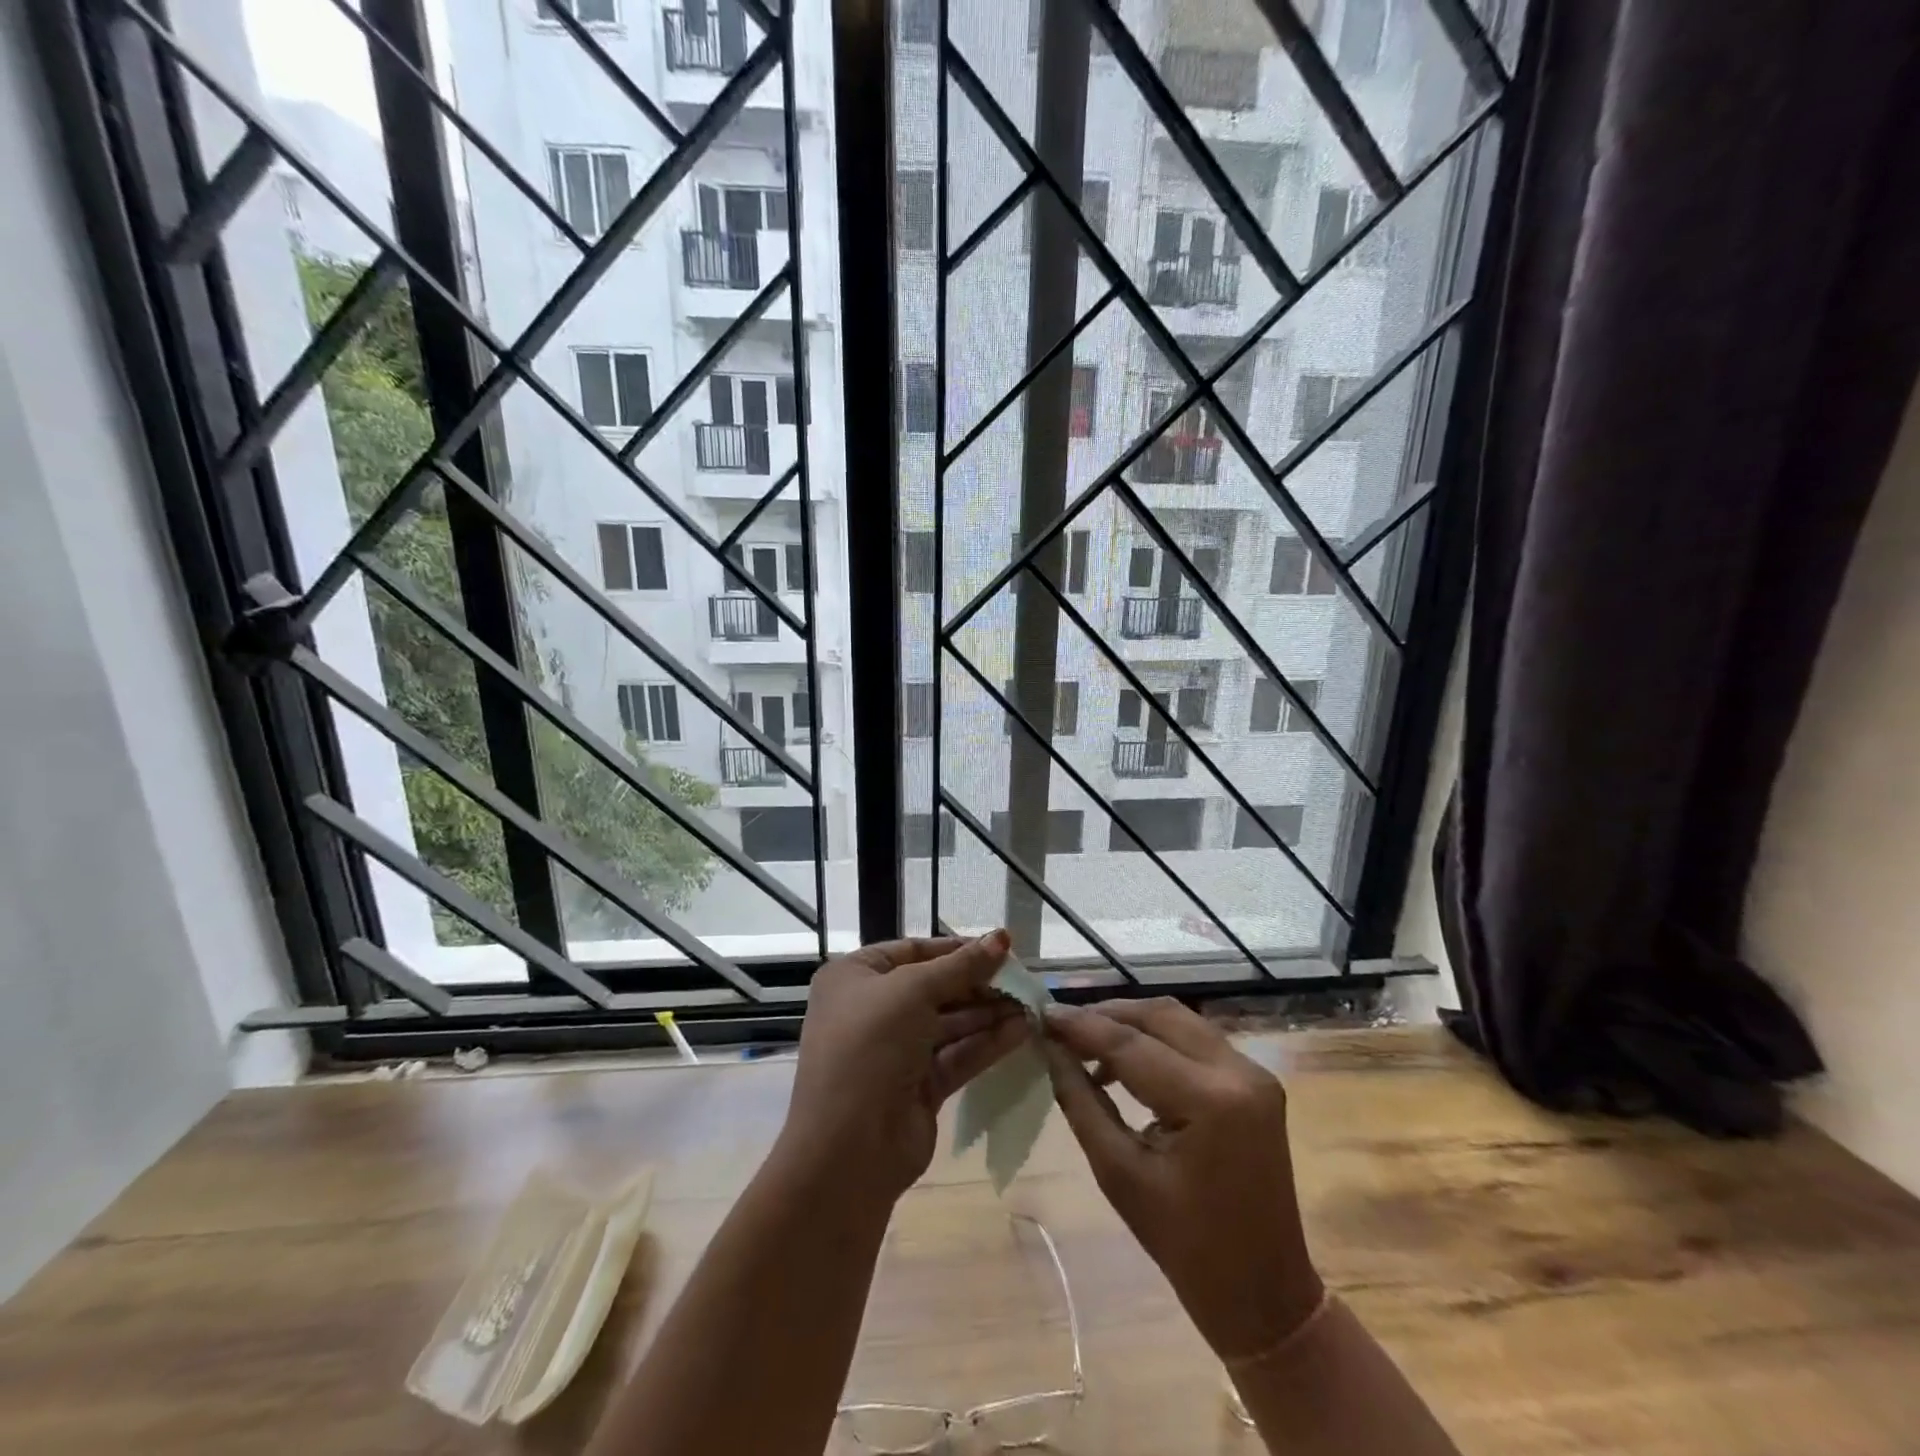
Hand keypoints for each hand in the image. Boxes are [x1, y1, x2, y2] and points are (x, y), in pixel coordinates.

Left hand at [781, 931, 1026, 1202]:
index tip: (1000, 947)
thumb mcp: (913, 991)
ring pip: (949, 1023)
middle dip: (978, 983)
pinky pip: (956, 1055)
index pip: (912, 951)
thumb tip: (1002, 936)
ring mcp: (895, 1051)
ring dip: (988, 1013)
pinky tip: (1021, 1031)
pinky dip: (986, 1043)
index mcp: (855, 977)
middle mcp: (872, 1010)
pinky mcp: (918, 1087)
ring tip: (1031, 1003)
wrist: (848, 1148)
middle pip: (934, 987)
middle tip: (1022, 978)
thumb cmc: (871, 1045)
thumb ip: (962, 965)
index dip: (956, 948)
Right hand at [1043, 999, 1322, 1360]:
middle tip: (1062, 1024)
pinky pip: (1196, 1040)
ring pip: (1179, 1019)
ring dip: (1131, 1022)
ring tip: (1086, 1040)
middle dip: (1107, 1014)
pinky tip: (1124, 1060)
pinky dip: (1157, 1039)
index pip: (1130, 1043)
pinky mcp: (1256, 1081)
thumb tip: (1049, 1049)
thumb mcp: (1119, 1174)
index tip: (1041, 1013)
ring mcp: (1254, 1073)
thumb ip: (1081, 1101)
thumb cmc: (1185, 1246)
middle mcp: (1239, 1072)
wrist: (1263, 1295)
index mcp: (1210, 1101)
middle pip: (1160, 1015)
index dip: (1081, 1025)